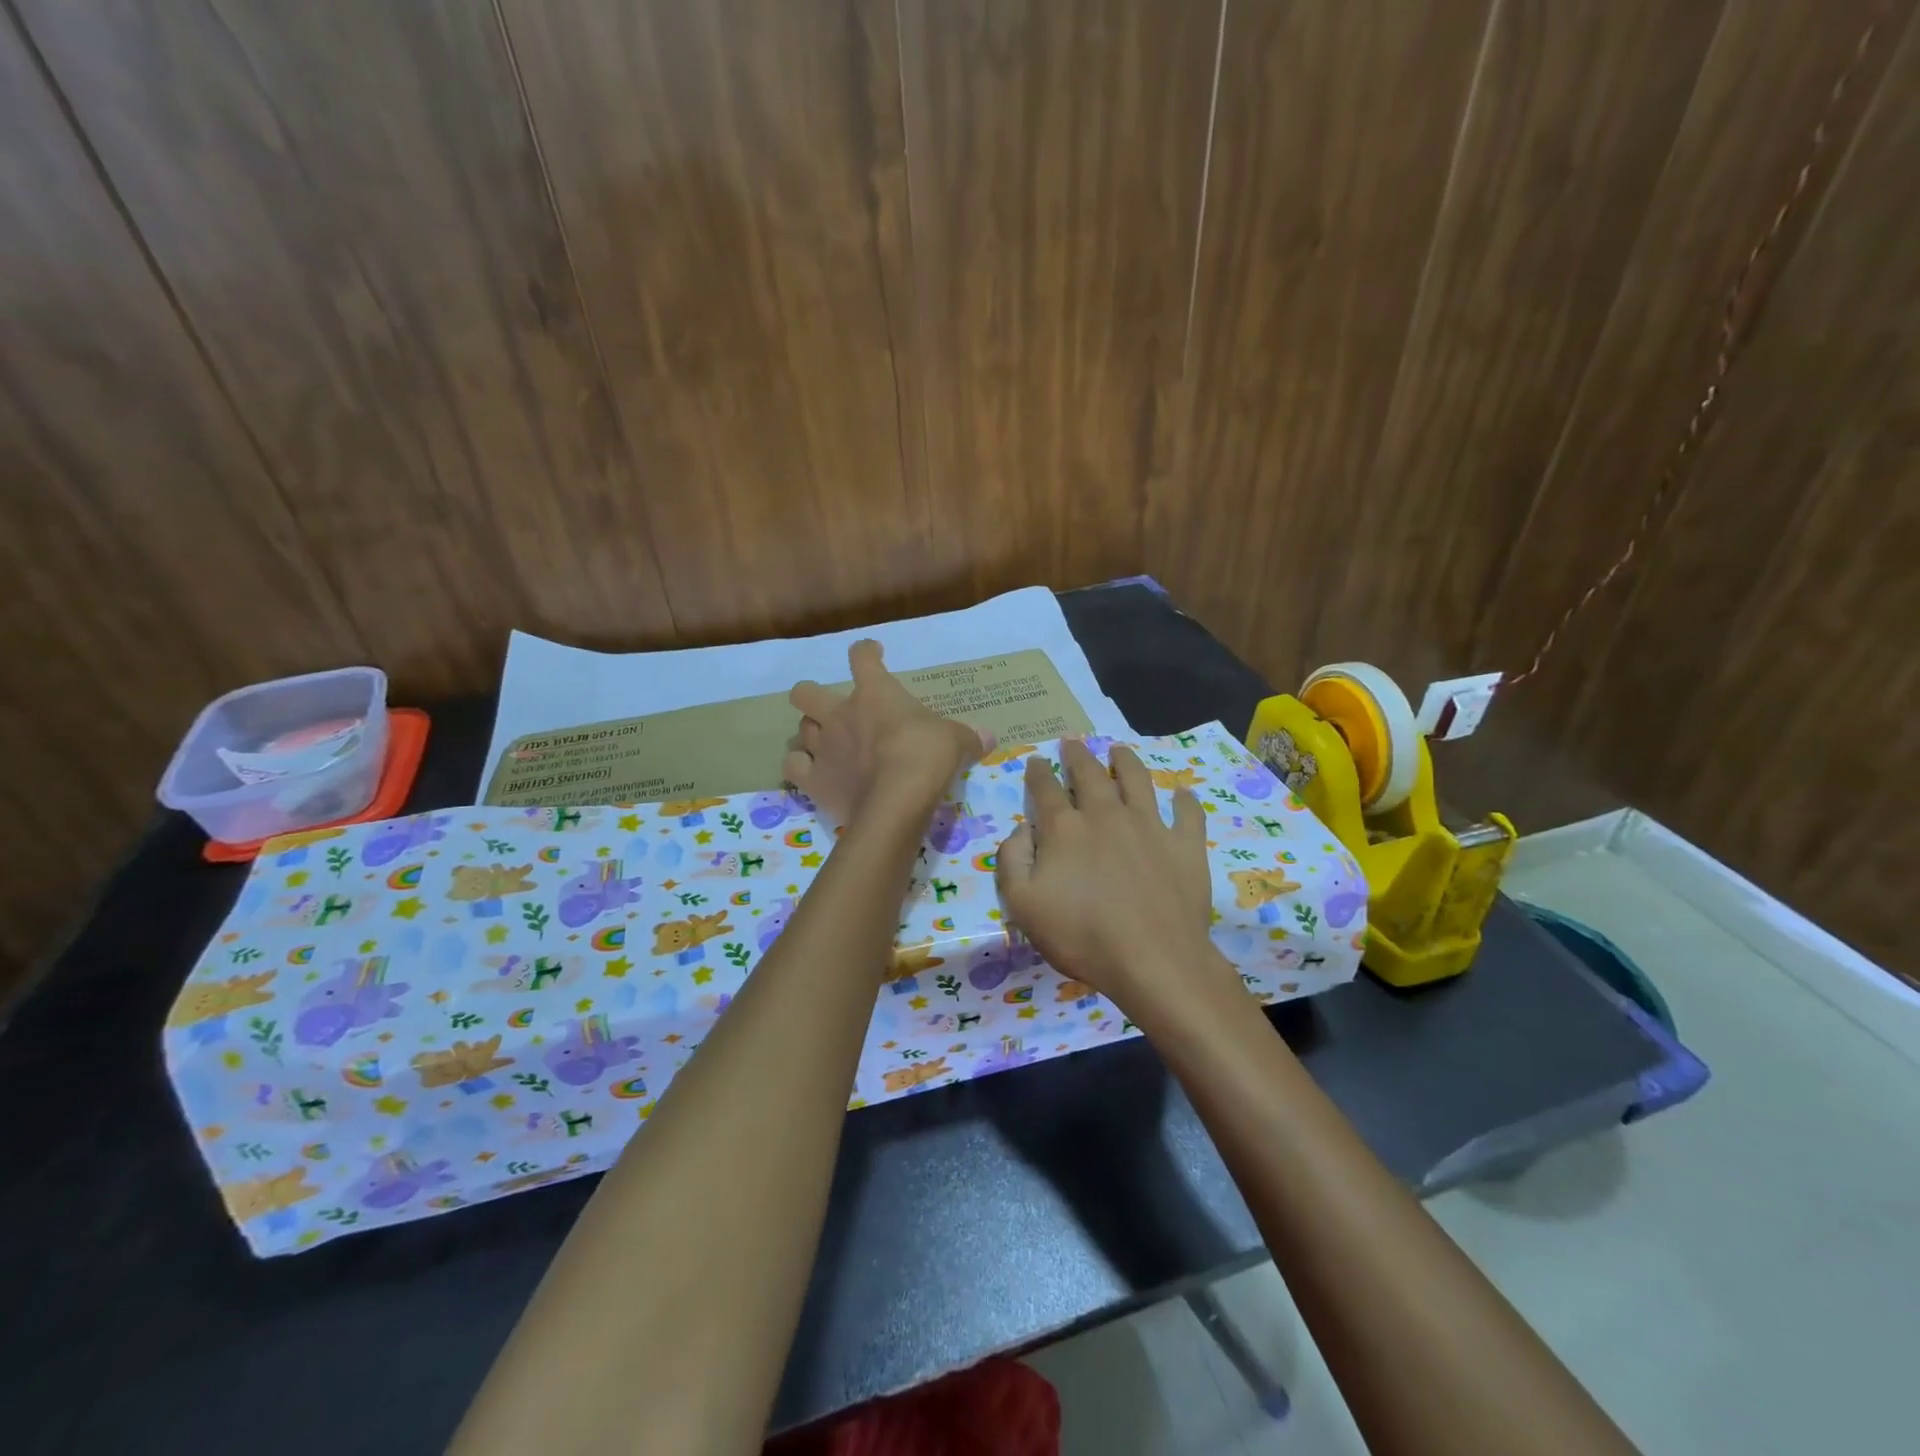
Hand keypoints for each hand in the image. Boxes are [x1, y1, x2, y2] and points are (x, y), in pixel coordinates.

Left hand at [787, 640, 988, 824]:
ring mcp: (823, 746)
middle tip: (831, 710)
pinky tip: (812, 772)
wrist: (897, 799)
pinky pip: (793, 767)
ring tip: (825, 746)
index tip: (873, 653)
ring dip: (810, 735)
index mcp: (875, 693)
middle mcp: (840, 714)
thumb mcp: (957, 741)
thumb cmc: (927, 756)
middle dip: (812, 697)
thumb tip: (988, 738)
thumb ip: (969, 737)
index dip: (866, 652)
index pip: (862, 657)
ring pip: (800, 729)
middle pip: (805, 692)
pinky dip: (800, 767)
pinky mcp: (814, 779)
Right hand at [996, 741, 1240, 1018]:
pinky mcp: (1185, 845)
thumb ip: (1012, 860)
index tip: (1035, 761)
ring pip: (1137, 780)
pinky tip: (1182, 794)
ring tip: (1118, 750)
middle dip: (1078, 755)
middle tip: (1072, 742)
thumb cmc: (1081, 936)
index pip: (1046, 789)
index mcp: (1065, 829)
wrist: (1153, 960)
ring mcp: (1150, 826)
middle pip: (1090, 774)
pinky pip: (1188, 813)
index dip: (1037, 772)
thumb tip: (1021, 828)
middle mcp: (1107, 815)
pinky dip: (1185, 800)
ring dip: (1125, 761)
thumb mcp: (1023, 905)